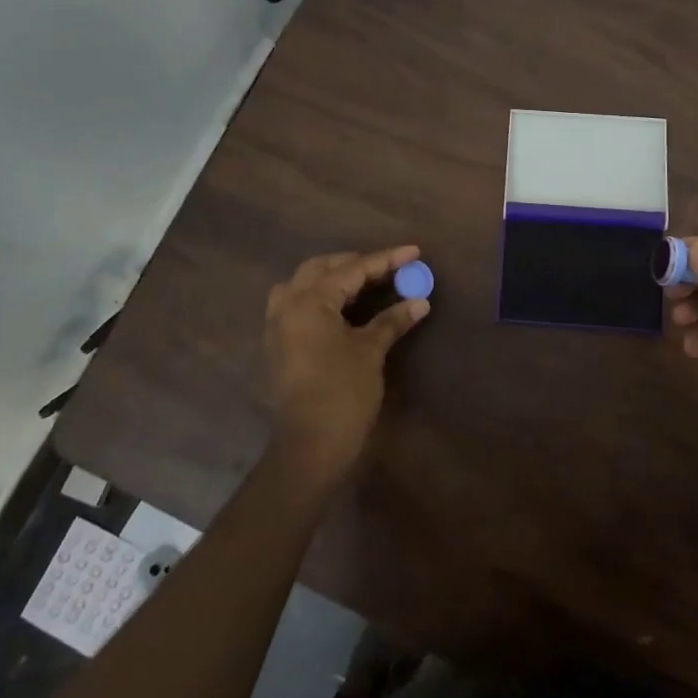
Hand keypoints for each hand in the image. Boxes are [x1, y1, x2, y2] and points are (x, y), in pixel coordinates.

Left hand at [264, 246, 430, 488]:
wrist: (310, 446)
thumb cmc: (343, 393)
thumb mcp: (371, 351)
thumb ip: (392, 320)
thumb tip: (419, 301)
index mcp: (309, 302)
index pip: (352, 270)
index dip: (386, 260)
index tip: (413, 251)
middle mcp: (287, 305)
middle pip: (322, 268)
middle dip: (356, 264)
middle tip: (389, 267)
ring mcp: (278, 325)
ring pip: (304, 283)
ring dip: (333, 276)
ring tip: (364, 282)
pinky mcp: (279, 343)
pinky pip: (297, 303)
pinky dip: (320, 295)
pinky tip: (342, 305)